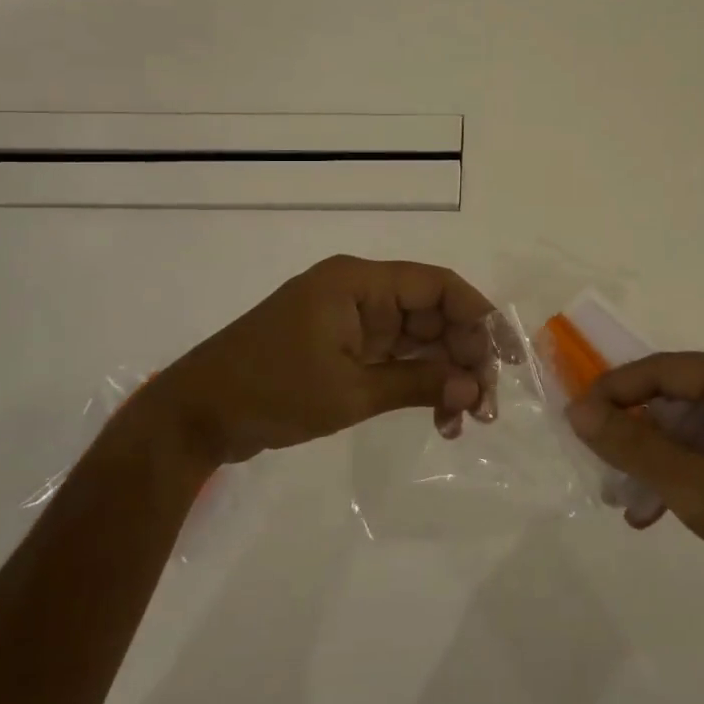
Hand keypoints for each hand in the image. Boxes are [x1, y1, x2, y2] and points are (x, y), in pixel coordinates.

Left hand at [143, 255, 494, 465]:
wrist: (196, 416)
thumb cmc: (271, 391)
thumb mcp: (348, 391)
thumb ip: (416, 385)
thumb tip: (473, 387)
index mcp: (358, 282)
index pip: (436, 286)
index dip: (478, 316)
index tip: (506, 358)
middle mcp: (358, 293)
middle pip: (431, 314)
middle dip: (463, 356)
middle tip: (484, 405)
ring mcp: (349, 322)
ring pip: (415, 340)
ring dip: (442, 375)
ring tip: (463, 420)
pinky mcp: (340, 348)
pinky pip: (393, 358)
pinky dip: (415, 383)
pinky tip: (437, 416)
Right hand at [567, 353, 703, 644]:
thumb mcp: (696, 486)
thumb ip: (632, 444)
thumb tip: (578, 409)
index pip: (667, 369)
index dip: (616, 390)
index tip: (577, 418)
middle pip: (685, 401)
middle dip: (641, 438)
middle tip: (604, 470)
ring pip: (703, 433)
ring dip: (663, 464)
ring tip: (630, 505)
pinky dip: (694, 478)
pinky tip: (666, 512)